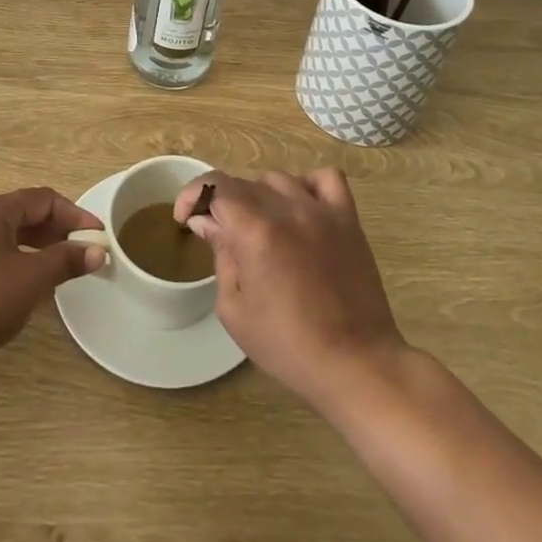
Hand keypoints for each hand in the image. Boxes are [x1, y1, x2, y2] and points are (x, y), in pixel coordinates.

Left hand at [0, 188, 106, 380]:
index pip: (41, 199)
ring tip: (47, 274)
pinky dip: (3, 262)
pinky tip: (9, 290)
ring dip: (28, 248)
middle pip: (18, 214)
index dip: (73, 215)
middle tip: (75, 255)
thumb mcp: (32, 281)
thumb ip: (66, 261)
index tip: (95, 237)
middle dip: (51, 233)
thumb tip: (97, 251)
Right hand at [174, 168, 405, 411]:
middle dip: (223, 204)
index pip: (214, 185)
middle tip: (221, 236)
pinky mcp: (348, 217)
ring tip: (260, 228)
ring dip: (260, 197)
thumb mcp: (235, 310)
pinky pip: (325, 178)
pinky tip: (300, 209)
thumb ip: (220, 255)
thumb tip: (207, 221)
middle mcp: (287, 209)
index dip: (192, 195)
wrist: (356, 363)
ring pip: (278, 179)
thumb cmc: (288, 346)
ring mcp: (321, 210)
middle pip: (243, 183)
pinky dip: (307, 185)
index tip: (185, 218)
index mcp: (255, 231)